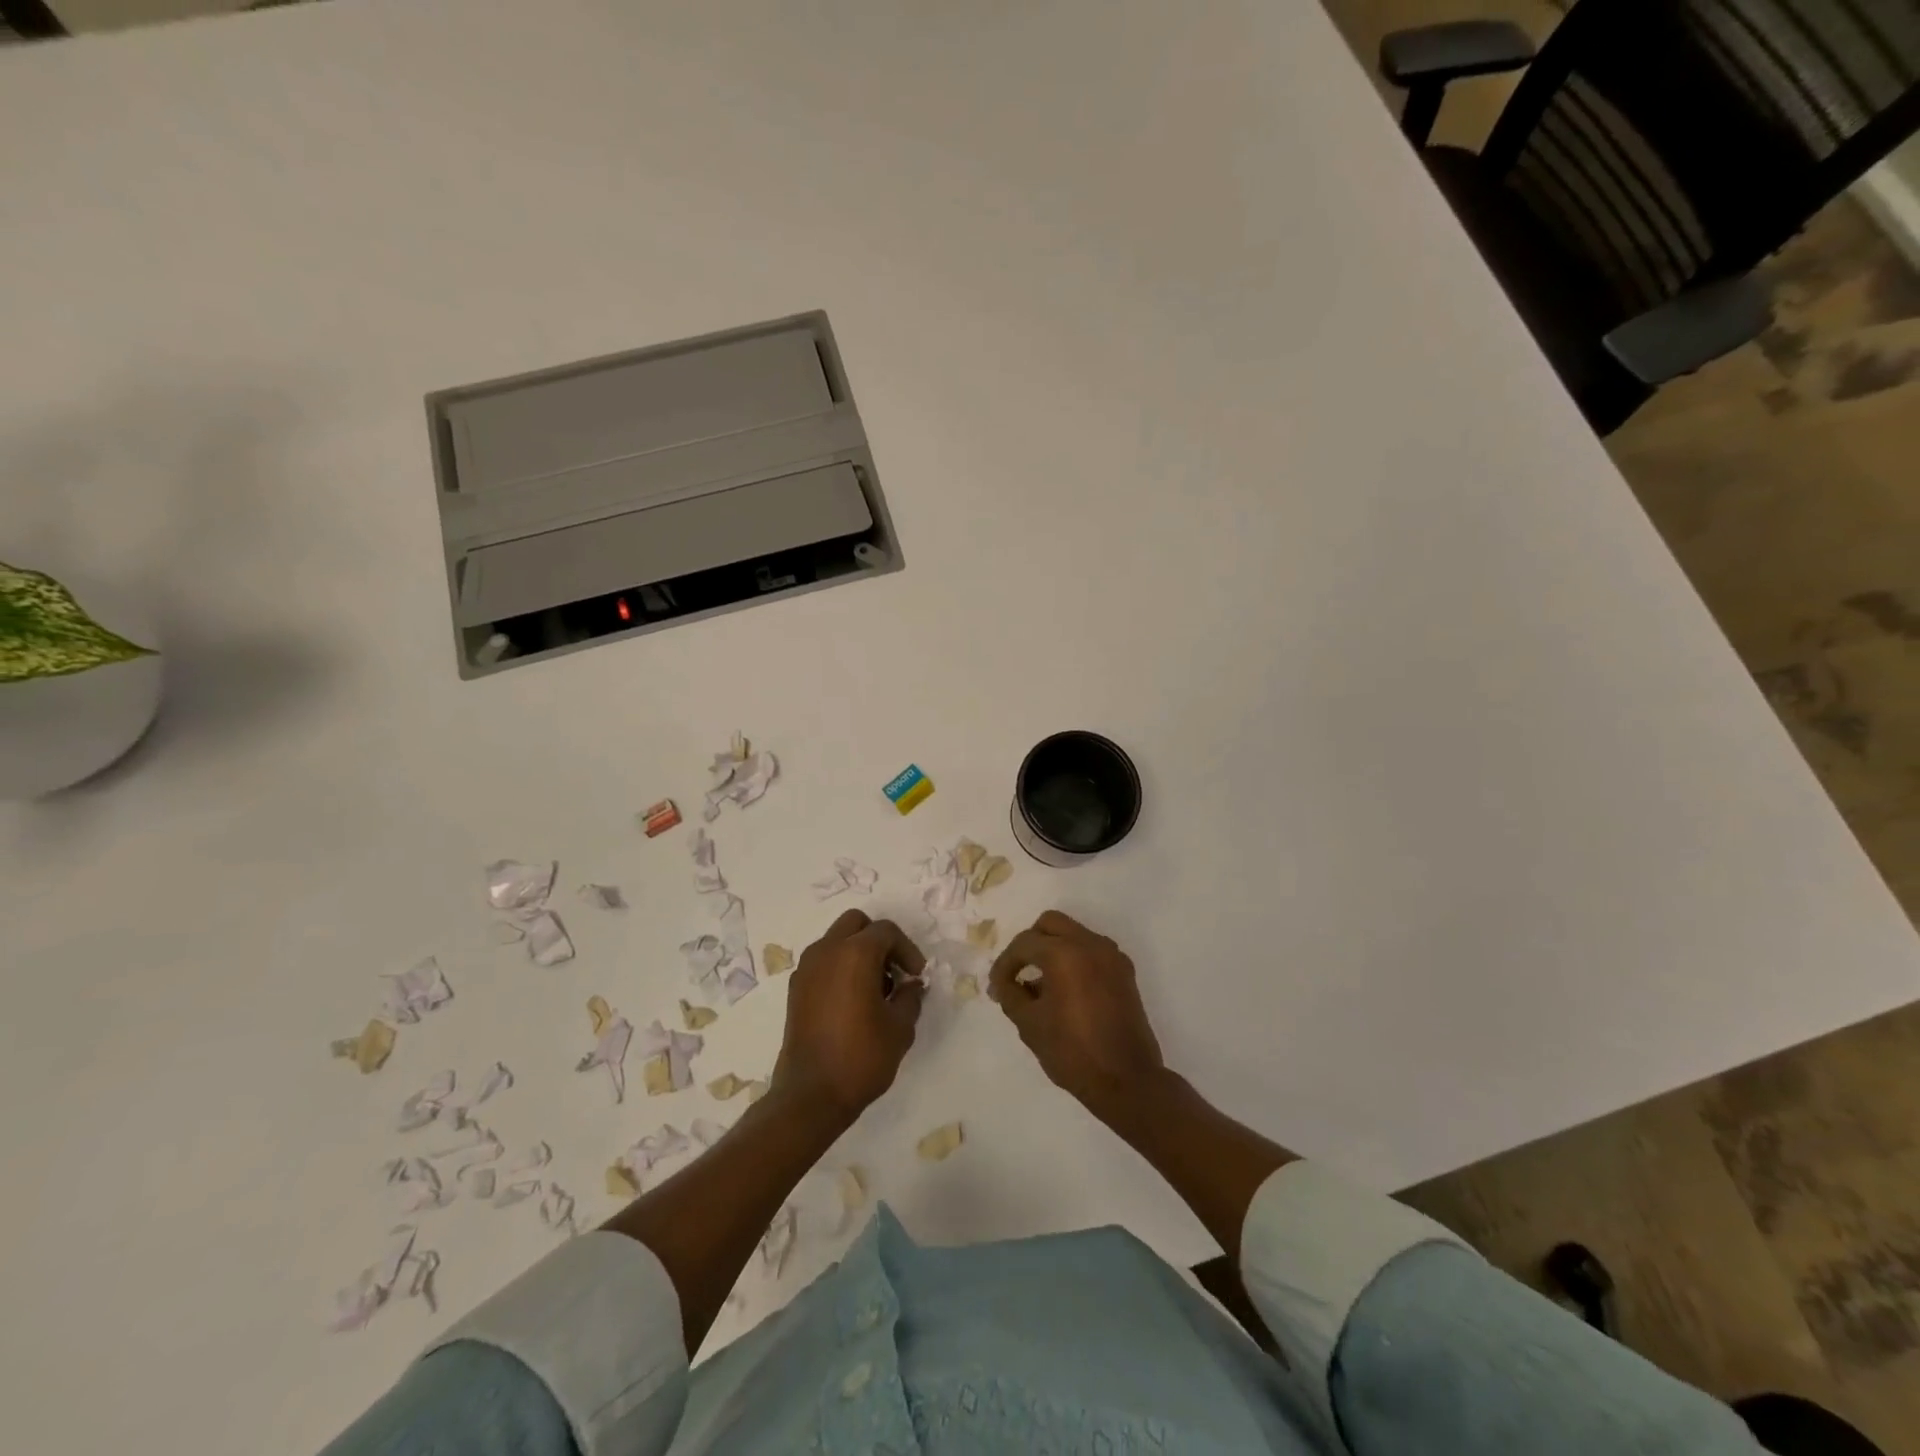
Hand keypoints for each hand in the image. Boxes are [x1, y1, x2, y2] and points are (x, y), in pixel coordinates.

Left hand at [774, 910, 925, 1122]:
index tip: (916, 976)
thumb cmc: (861, 1057)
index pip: (886, 931)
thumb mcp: (900, 1027)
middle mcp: (826, 951)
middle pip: (856, 923)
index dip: (907, 950)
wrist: (811, 1096)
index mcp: (854, 953)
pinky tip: (853, 1002)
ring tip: (875, 990)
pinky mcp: (795, 989)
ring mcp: (806, 968)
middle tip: (894, 972)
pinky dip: (840, 968)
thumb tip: (910, 984)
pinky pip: (823, 962)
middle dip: (879, 941)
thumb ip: (910, 996)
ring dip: (858, 952)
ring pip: (837, 940)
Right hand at [988, 910, 1167, 1122]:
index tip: (997, 986)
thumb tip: (1003, 982)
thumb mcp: (1029, 1024)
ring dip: (1053, 949)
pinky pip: (1092, 951)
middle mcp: (1090, 944)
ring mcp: (1112, 956)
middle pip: (1051, 924)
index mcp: (1064, 953)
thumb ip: (1010, 994)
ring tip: (1041, 985)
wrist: (1127, 1080)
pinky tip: (1065, 991)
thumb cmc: (1072, 1051)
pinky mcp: (1125, 972)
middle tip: (1018, 972)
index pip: (1024, 944)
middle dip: (1030, 944)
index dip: (1005, 964)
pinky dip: (1074, 960)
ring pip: (1074, 934)